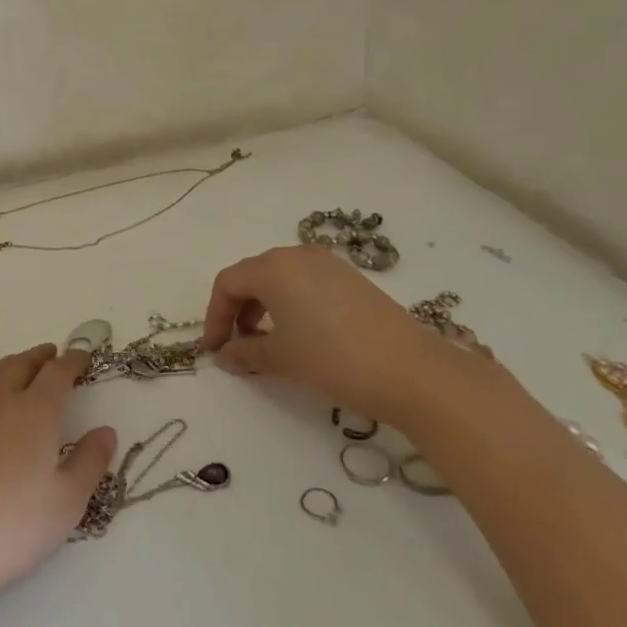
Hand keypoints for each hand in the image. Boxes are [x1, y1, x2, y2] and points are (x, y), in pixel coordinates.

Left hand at [0, 344, 116, 620]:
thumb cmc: (11, 527)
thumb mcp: (67, 503)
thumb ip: (90, 462)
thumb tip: (106, 431)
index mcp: (36, 411)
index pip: (58, 372)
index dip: (73, 361)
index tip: (83, 356)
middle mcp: (0, 399)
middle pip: (22, 363)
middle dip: (41, 356)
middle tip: (53, 355)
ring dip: (14, 363)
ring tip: (23, 368)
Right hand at [197, 246, 455, 420]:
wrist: (412, 371)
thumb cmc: (333, 359)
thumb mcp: (282, 358)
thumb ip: (246, 353)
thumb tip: (226, 355)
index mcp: (273, 268)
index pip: (228, 283)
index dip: (214, 316)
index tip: (215, 349)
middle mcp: (297, 255)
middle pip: (252, 276)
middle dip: (237, 310)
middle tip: (236, 345)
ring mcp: (328, 264)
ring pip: (280, 278)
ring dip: (263, 307)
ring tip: (266, 342)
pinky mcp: (351, 278)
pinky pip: (306, 283)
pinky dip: (290, 304)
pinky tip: (300, 334)